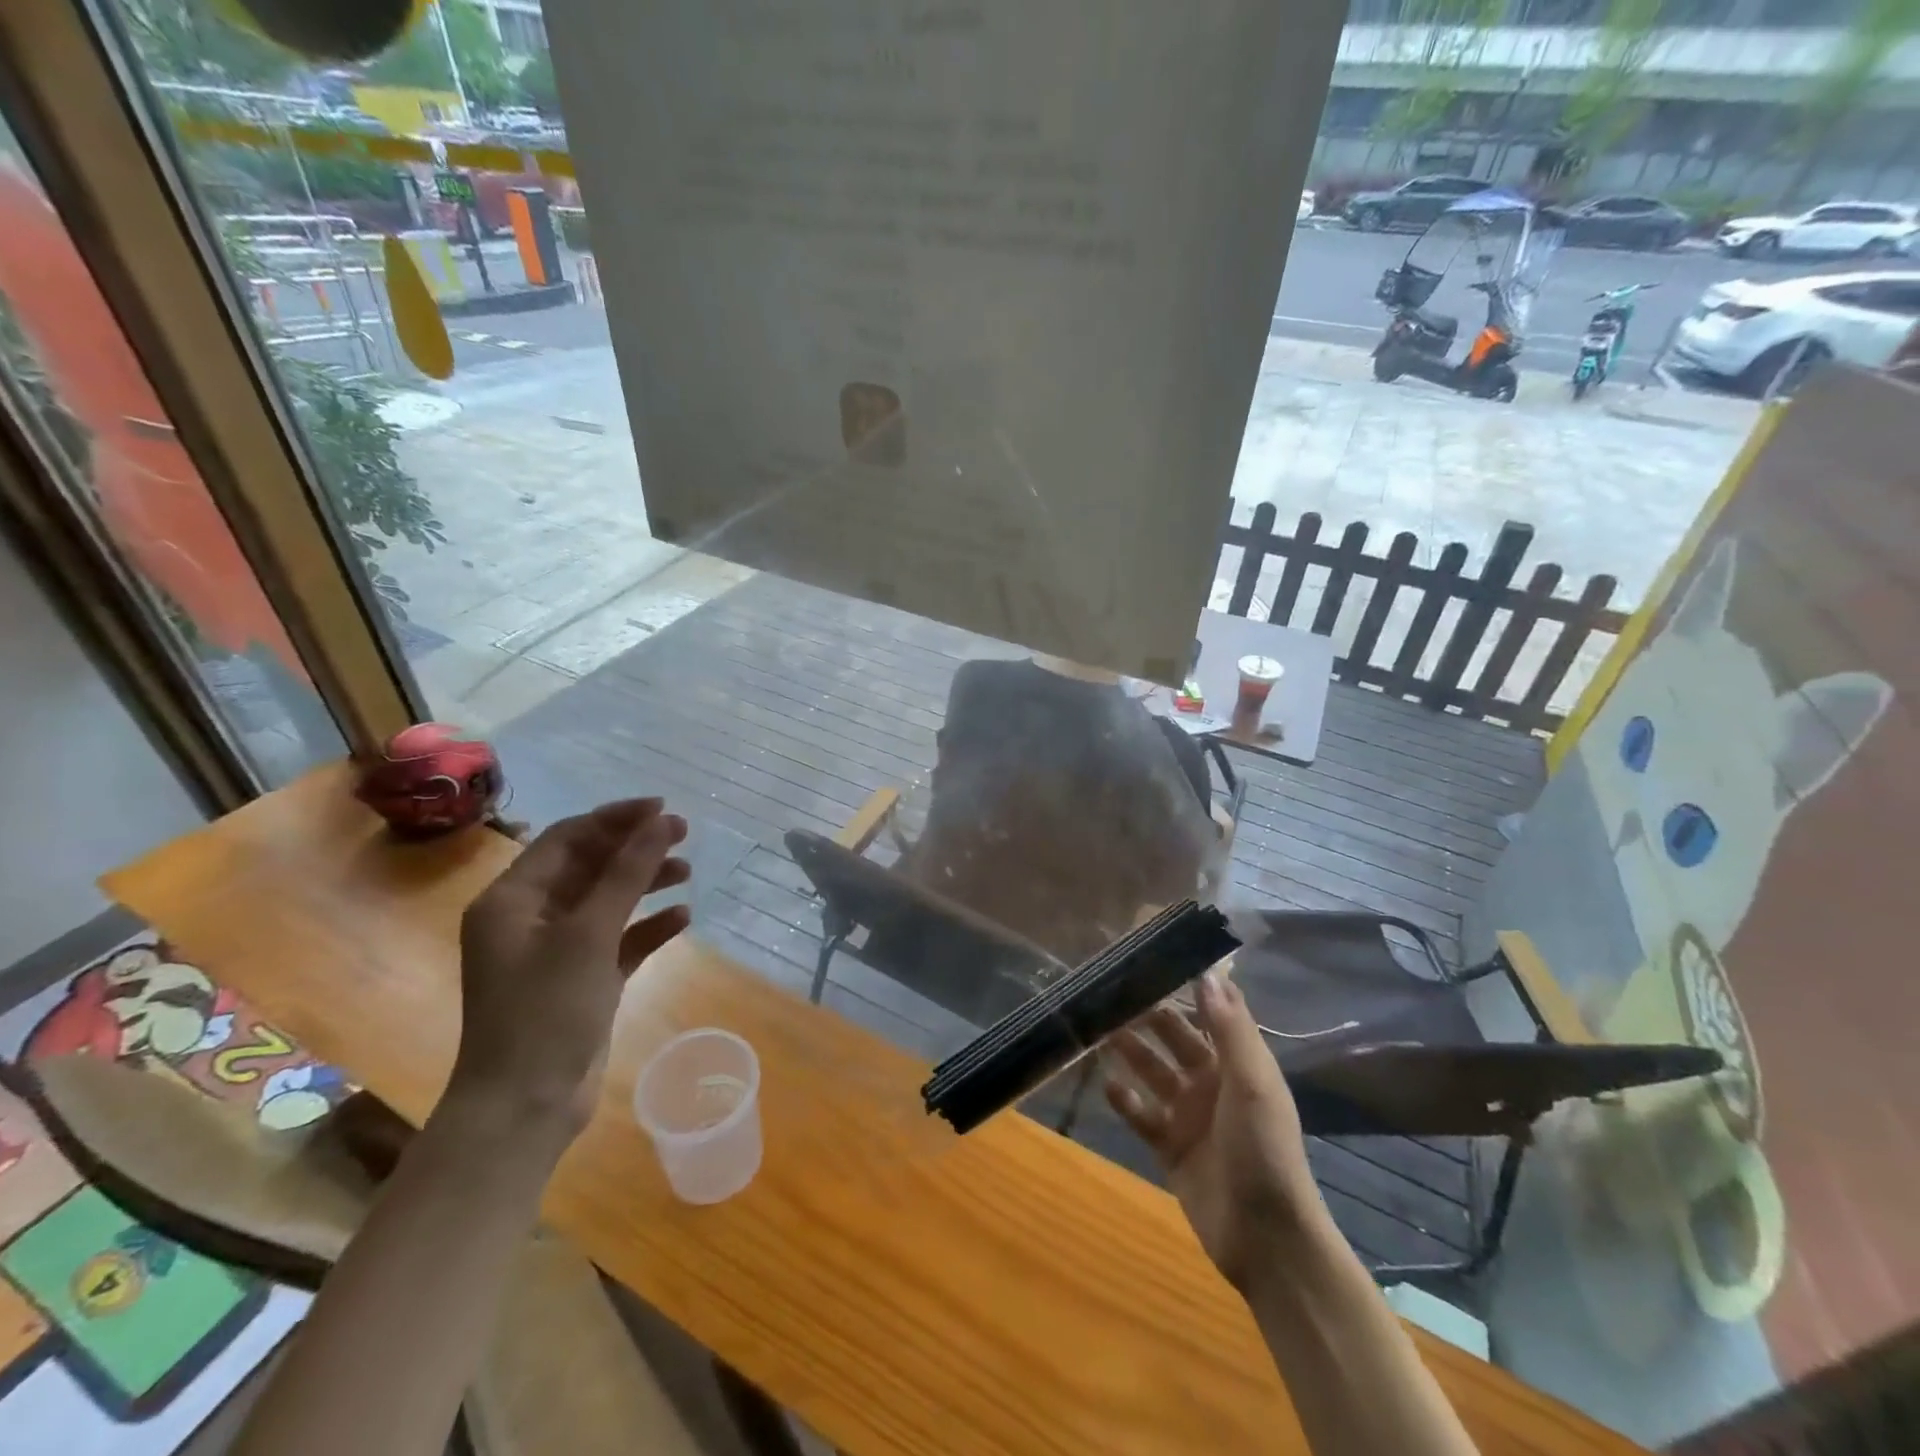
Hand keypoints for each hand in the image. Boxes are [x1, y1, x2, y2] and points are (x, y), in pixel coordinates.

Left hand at [452, 800, 689, 1135]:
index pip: (568, 838)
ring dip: (645, 884)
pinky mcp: (581, 980)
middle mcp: (530, 918)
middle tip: (684, 835)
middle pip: (589, 866)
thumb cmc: (545, 1012)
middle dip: (635, 849)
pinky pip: (618, 939)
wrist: (524, 1108)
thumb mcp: (588, 935)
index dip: (616, 818)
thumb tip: (662, 822)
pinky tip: (682, 919)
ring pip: (607, 901)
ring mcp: (556, 951)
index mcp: (512, 899)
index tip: (664, 809)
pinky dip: (647, 926)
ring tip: (688, 874)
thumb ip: (627, 874)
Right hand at [1105, 971, 1324, 1291]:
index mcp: (1237, 1063)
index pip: (1210, 1013)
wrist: (1266, 1238)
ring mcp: (1188, 1115)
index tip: (1154, 958)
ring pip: (1151, 1071)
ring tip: (1099, 1030)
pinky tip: (1107, 1085)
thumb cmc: (1263, 1149)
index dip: (1186, 986)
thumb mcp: (1252, 1082)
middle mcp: (1210, 1082)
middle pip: (1173, 1038)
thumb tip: (1207, 972)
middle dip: (1147, 1016)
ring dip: (1130, 1052)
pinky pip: (1140, 1114)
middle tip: (1110, 991)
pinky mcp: (1168, 1147)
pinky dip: (1124, 1100)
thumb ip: (1229, 1028)